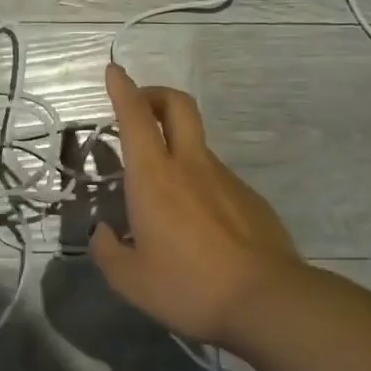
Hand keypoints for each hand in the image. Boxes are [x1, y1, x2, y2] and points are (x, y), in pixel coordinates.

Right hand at [90, 63, 303, 344]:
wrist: (268, 300)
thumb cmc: (188, 286)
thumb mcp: (130, 279)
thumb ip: (107, 252)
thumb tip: (103, 233)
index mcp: (153, 177)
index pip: (134, 116)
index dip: (122, 88)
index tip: (114, 70)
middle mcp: (190, 165)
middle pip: (178, 105)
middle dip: (155, 94)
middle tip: (139, 107)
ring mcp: (226, 178)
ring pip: (196, 143)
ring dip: (175, 145)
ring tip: (160, 193)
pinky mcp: (250, 197)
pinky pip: (216, 177)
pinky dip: (198, 182)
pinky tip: (196, 224)